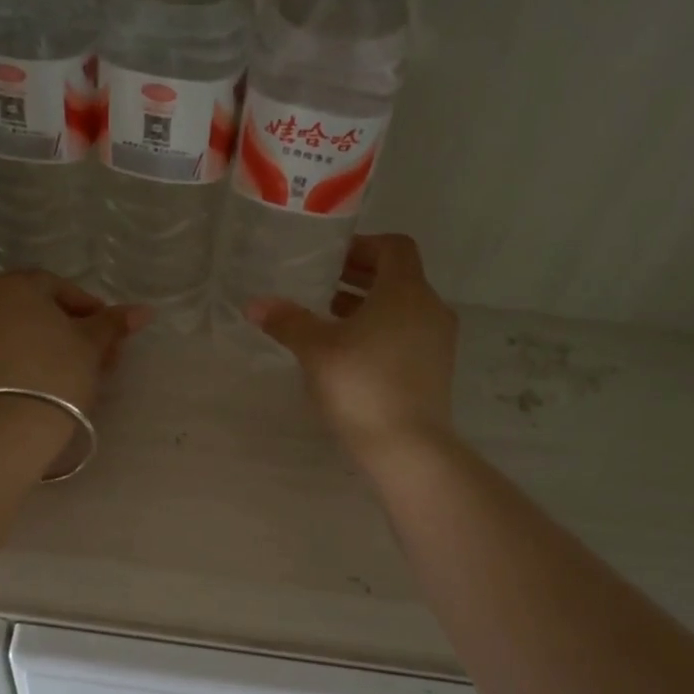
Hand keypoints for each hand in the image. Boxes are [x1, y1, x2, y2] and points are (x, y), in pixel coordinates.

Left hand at [0, 271, 148, 418]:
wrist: (8, 426)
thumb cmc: (56, 372)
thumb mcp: (92, 344)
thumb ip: (113, 323)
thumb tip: (144, 310)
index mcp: (14, 284)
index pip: (60, 288)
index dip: (90, 309)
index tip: (109, 334)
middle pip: (36, 309)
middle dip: (68, 328)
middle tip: (96, 355)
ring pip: (16, 331)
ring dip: (45, 344)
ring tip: (73, 371)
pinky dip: (22, 359)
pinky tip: (43, 381)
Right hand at [246, 233, 457, 462]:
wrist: (408, 447)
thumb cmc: (361, 385)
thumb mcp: (316, 350)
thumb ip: (287, 321)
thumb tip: (255, 304)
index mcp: (406, 291)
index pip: (393, 247)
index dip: (362, 246)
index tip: (330, 260)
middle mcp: (430, 308)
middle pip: (398, 277)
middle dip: (359, 277)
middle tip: (321, 287)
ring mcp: (438, 341)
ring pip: (403, 308)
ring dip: (368, 306)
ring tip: (329, 320)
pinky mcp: (436, 370)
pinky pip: (408, 334)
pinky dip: (382, 331)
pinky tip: (349, 354)